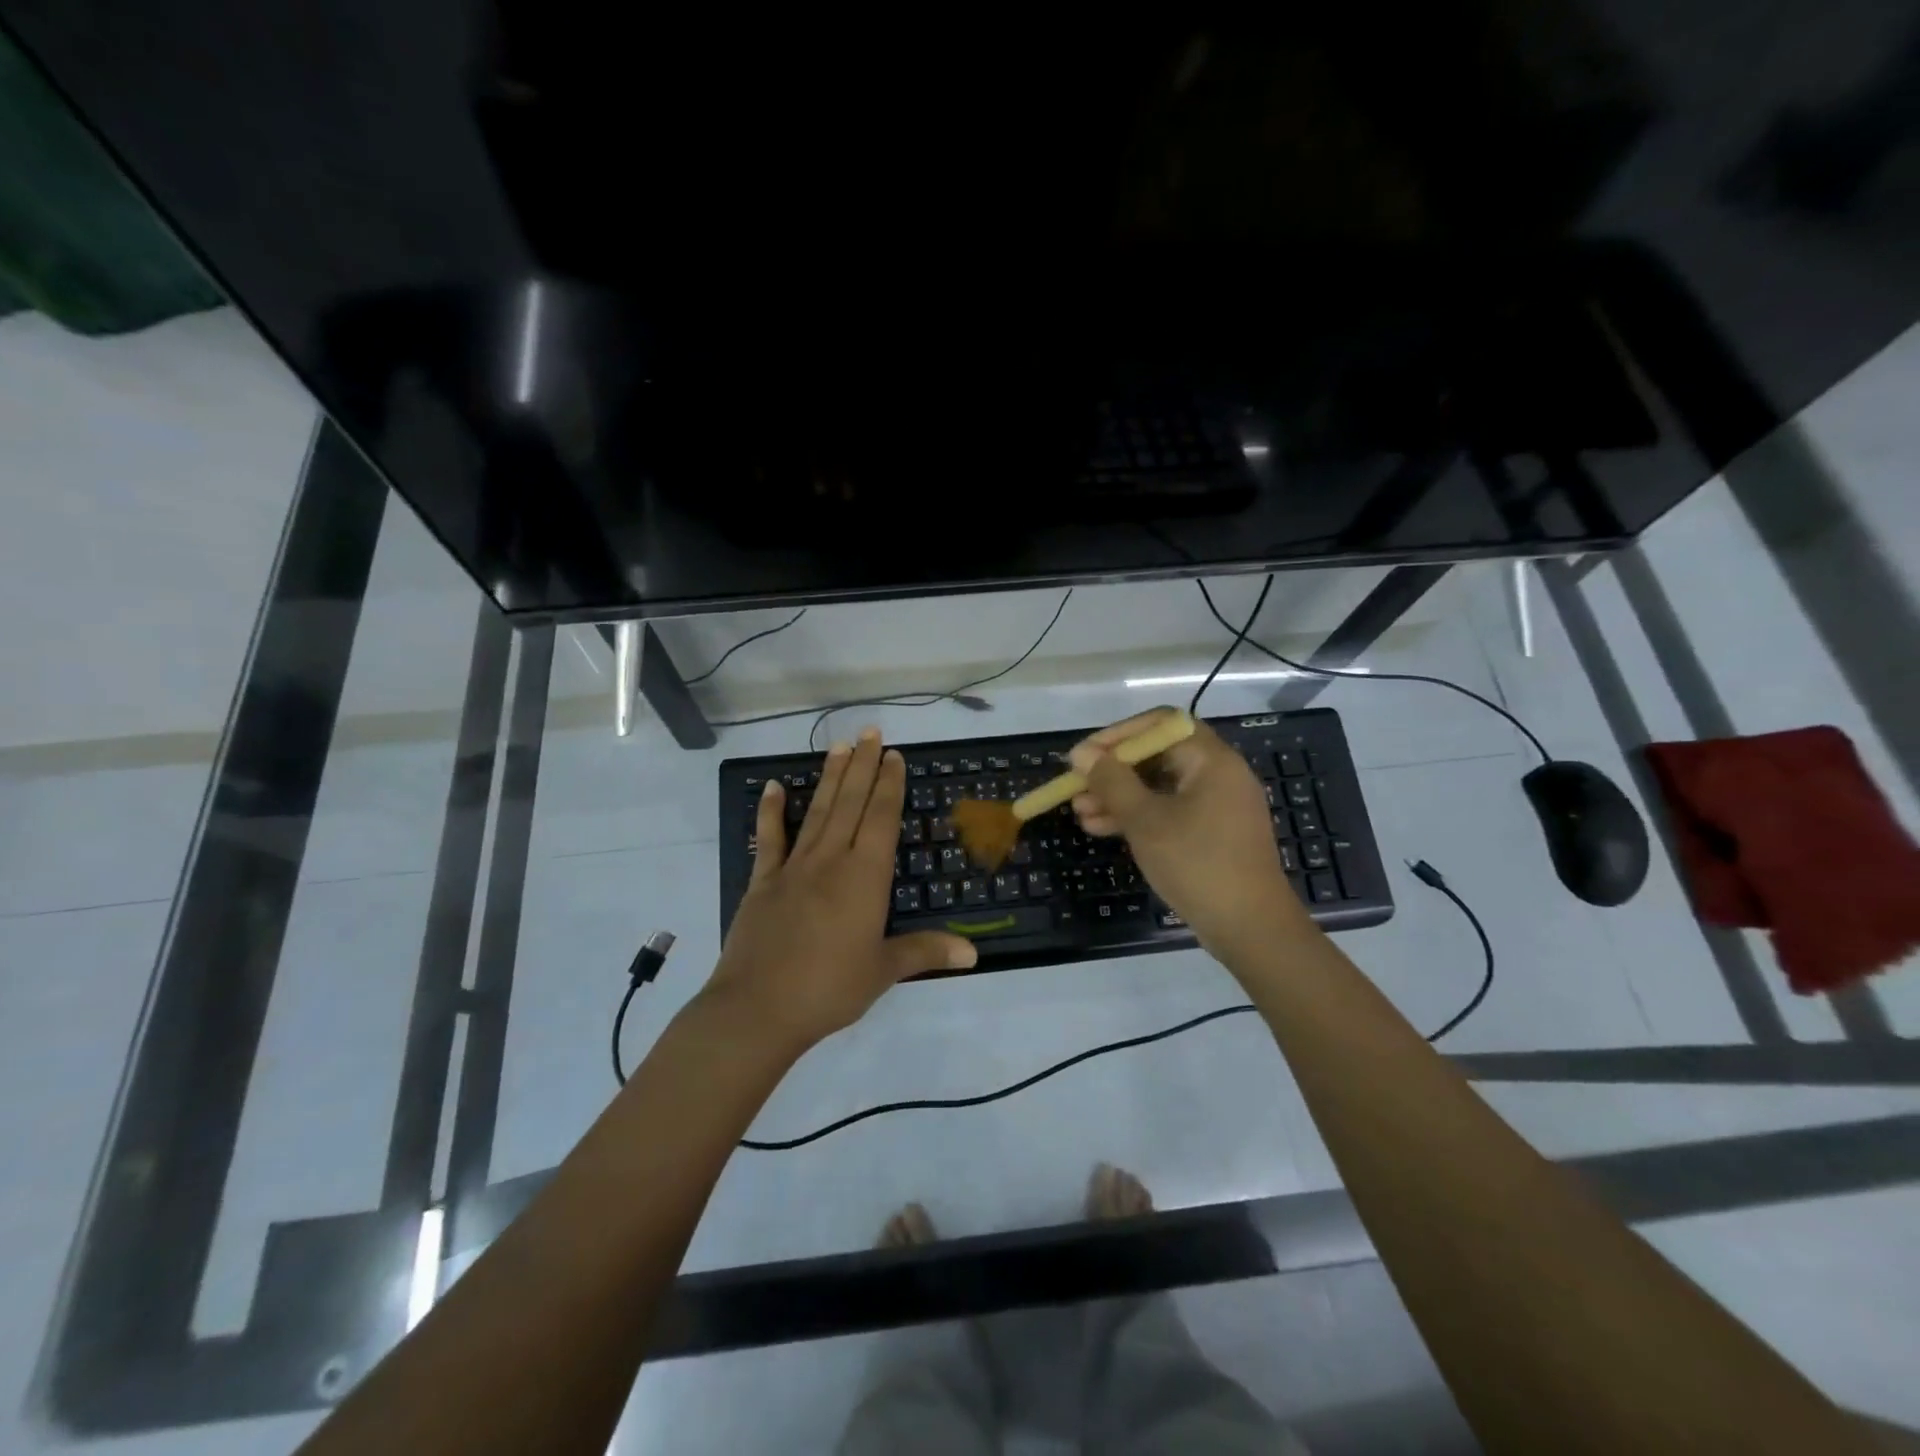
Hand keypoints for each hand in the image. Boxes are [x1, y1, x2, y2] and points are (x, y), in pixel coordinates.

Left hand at [705, 727, 978, 1048]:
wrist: (758, 1008)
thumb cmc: (829, 989)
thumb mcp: (883, 971)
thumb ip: (926, 952)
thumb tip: (975, 952)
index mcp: (865, 877)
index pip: (881, 819)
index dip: (889, 786)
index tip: (893, 755)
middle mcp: (831, 860)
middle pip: (850, 803)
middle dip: (862, 766)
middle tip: (869, 731)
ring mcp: (793, 867)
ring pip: (816, 811)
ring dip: (829, 777)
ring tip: (838, 745)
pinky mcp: (762, 882)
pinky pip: (768, 839)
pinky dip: (770, 811)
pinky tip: (772, 786)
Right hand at [1068, 707, 1305, 962]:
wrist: (1251, 928)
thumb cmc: (1197, 864)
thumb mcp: (1145, 820)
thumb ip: (1111, 782)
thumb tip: (1081, 753)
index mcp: (1211, 760)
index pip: (1159, 724)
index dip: (1117, 735)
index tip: (1084, 755)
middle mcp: (1218, 774)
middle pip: (1157, 756)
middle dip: (1113, 770)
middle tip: (1076, 786)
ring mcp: (1217, 805)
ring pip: (1159, 787)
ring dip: (1119, 796)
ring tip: (1080, 813)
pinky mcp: (1212, 833)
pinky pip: (1169, 811)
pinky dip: (1138, 816)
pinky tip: (1102, 829)